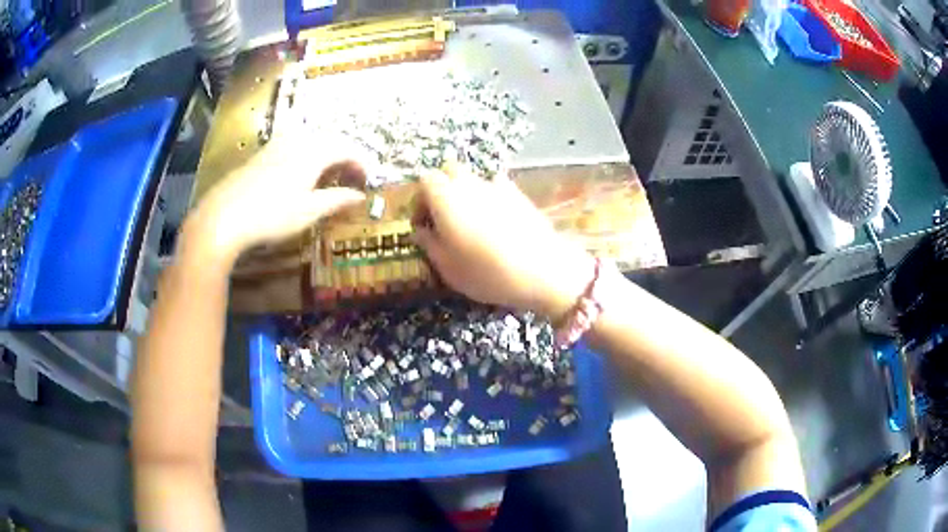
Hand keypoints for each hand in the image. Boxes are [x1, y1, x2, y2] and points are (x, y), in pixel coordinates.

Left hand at [187, 134, 367, 263]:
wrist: (223, 217)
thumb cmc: (271, 215)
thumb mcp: (309, 212)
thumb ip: (337, 200)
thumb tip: (361, 197)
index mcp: (313, 151)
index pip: (347, 148)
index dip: (362, 163)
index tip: (368, 181)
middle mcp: (298, 140)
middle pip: (331, 139)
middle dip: (346, 156)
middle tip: (352, 178)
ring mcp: (277, 144)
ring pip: (311, 140)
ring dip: (326, 154)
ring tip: (330, 175)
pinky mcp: (262, 153)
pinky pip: (295, 145)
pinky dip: (308, 155)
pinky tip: (302, 174)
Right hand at [412, 166, 593, 320]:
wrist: (544, 270)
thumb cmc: (488, 273)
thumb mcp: (448, 268)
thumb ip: (429, 245)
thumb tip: (420, 231)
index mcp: (446, 198)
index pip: (425, 180)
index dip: (419, 200)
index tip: (422, 224)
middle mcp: (470, 184)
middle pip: (449, 171)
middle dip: (441, 189)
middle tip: (442, 218)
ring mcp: (497, 186)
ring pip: (473, 178)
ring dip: (465, 193)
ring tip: (470, 222)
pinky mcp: (518, 194)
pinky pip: (495, 187)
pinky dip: (488, 197)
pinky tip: (495, 222)